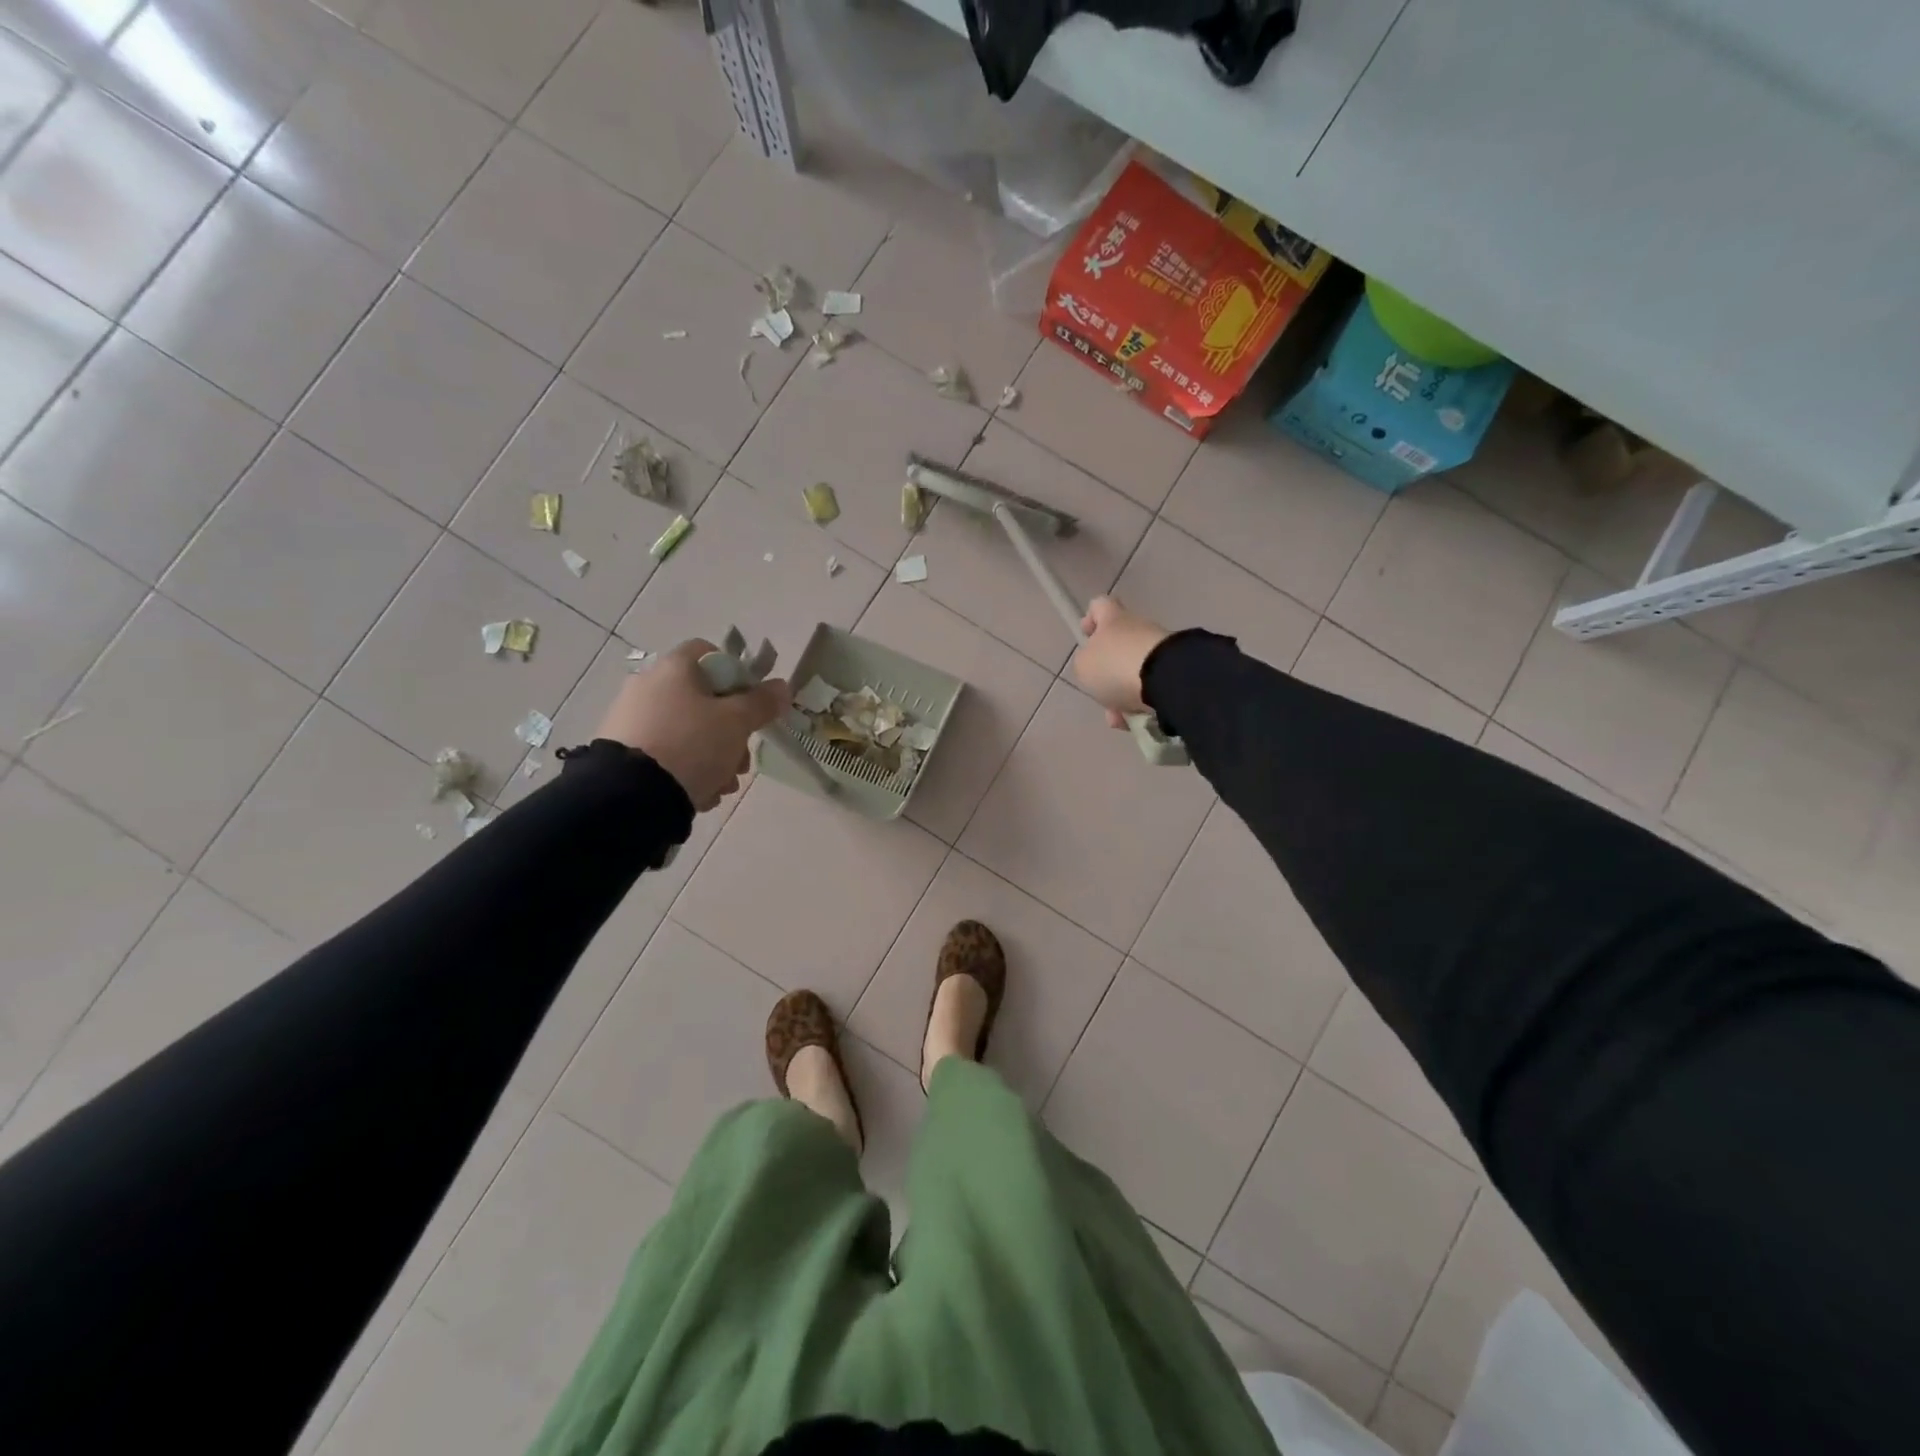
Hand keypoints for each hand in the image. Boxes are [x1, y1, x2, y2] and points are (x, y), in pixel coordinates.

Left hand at [595, 639, 790, 810]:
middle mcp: (648, 686)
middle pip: (703, 700)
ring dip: (714, 757)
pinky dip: (686, 771)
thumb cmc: (691, 744)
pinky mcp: (621, 753)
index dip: (736, 673)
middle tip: (742, 760)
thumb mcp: (737, 723)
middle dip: (731, 732)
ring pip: (688, 732)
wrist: (630, 795)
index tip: (751, 703)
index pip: (709, 652)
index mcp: (673, 669)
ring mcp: (631, 720)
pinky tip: (699, 794)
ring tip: (723, 786)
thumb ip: (762, 703)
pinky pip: (666, 755)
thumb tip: (782, 686)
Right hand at [1073, 597, 1169, 729]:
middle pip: (1119, 645)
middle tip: (1100, 692)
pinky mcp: (1177, 671)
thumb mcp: (1084, 665)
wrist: (1167, 680)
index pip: (1101, 605)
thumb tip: (1096, 663)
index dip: (1091, 617)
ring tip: (1119, 717)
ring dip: (1124, 694)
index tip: (1086, 634)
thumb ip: (1086, 661)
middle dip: (1108, 672)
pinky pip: (1152, 689)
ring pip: (1135, 672)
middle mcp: (1139, 629)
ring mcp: (1161, 649)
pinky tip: (1137, 721)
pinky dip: (1142, 705)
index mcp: (1114, 619)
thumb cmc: (1116, 665)